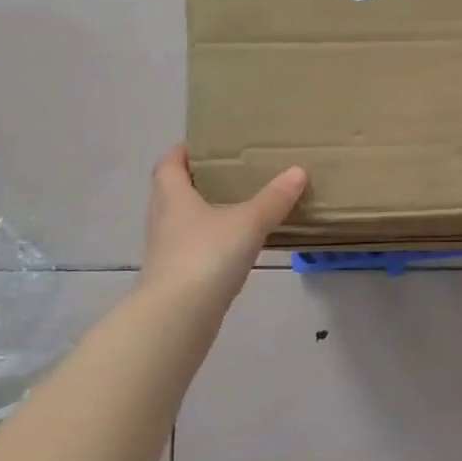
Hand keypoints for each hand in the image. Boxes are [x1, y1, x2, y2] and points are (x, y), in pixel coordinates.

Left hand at [138, 145, 307, 309]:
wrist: (177, 315)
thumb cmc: (207, 255)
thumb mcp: (248, 222)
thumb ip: (274, 198)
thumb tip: (298, 171)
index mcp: (173, 197)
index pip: (168, 165)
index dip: (182, 152)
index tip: (203, 145)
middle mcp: (164, 219)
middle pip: (172, 191)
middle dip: (196, 180)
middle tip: (228, 173)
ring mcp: (167, 250)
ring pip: (182, 221)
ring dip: (202, 212)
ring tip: (236, 206)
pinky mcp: (175, 275)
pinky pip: (192, 247)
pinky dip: (209, 240)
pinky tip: (233, 245)